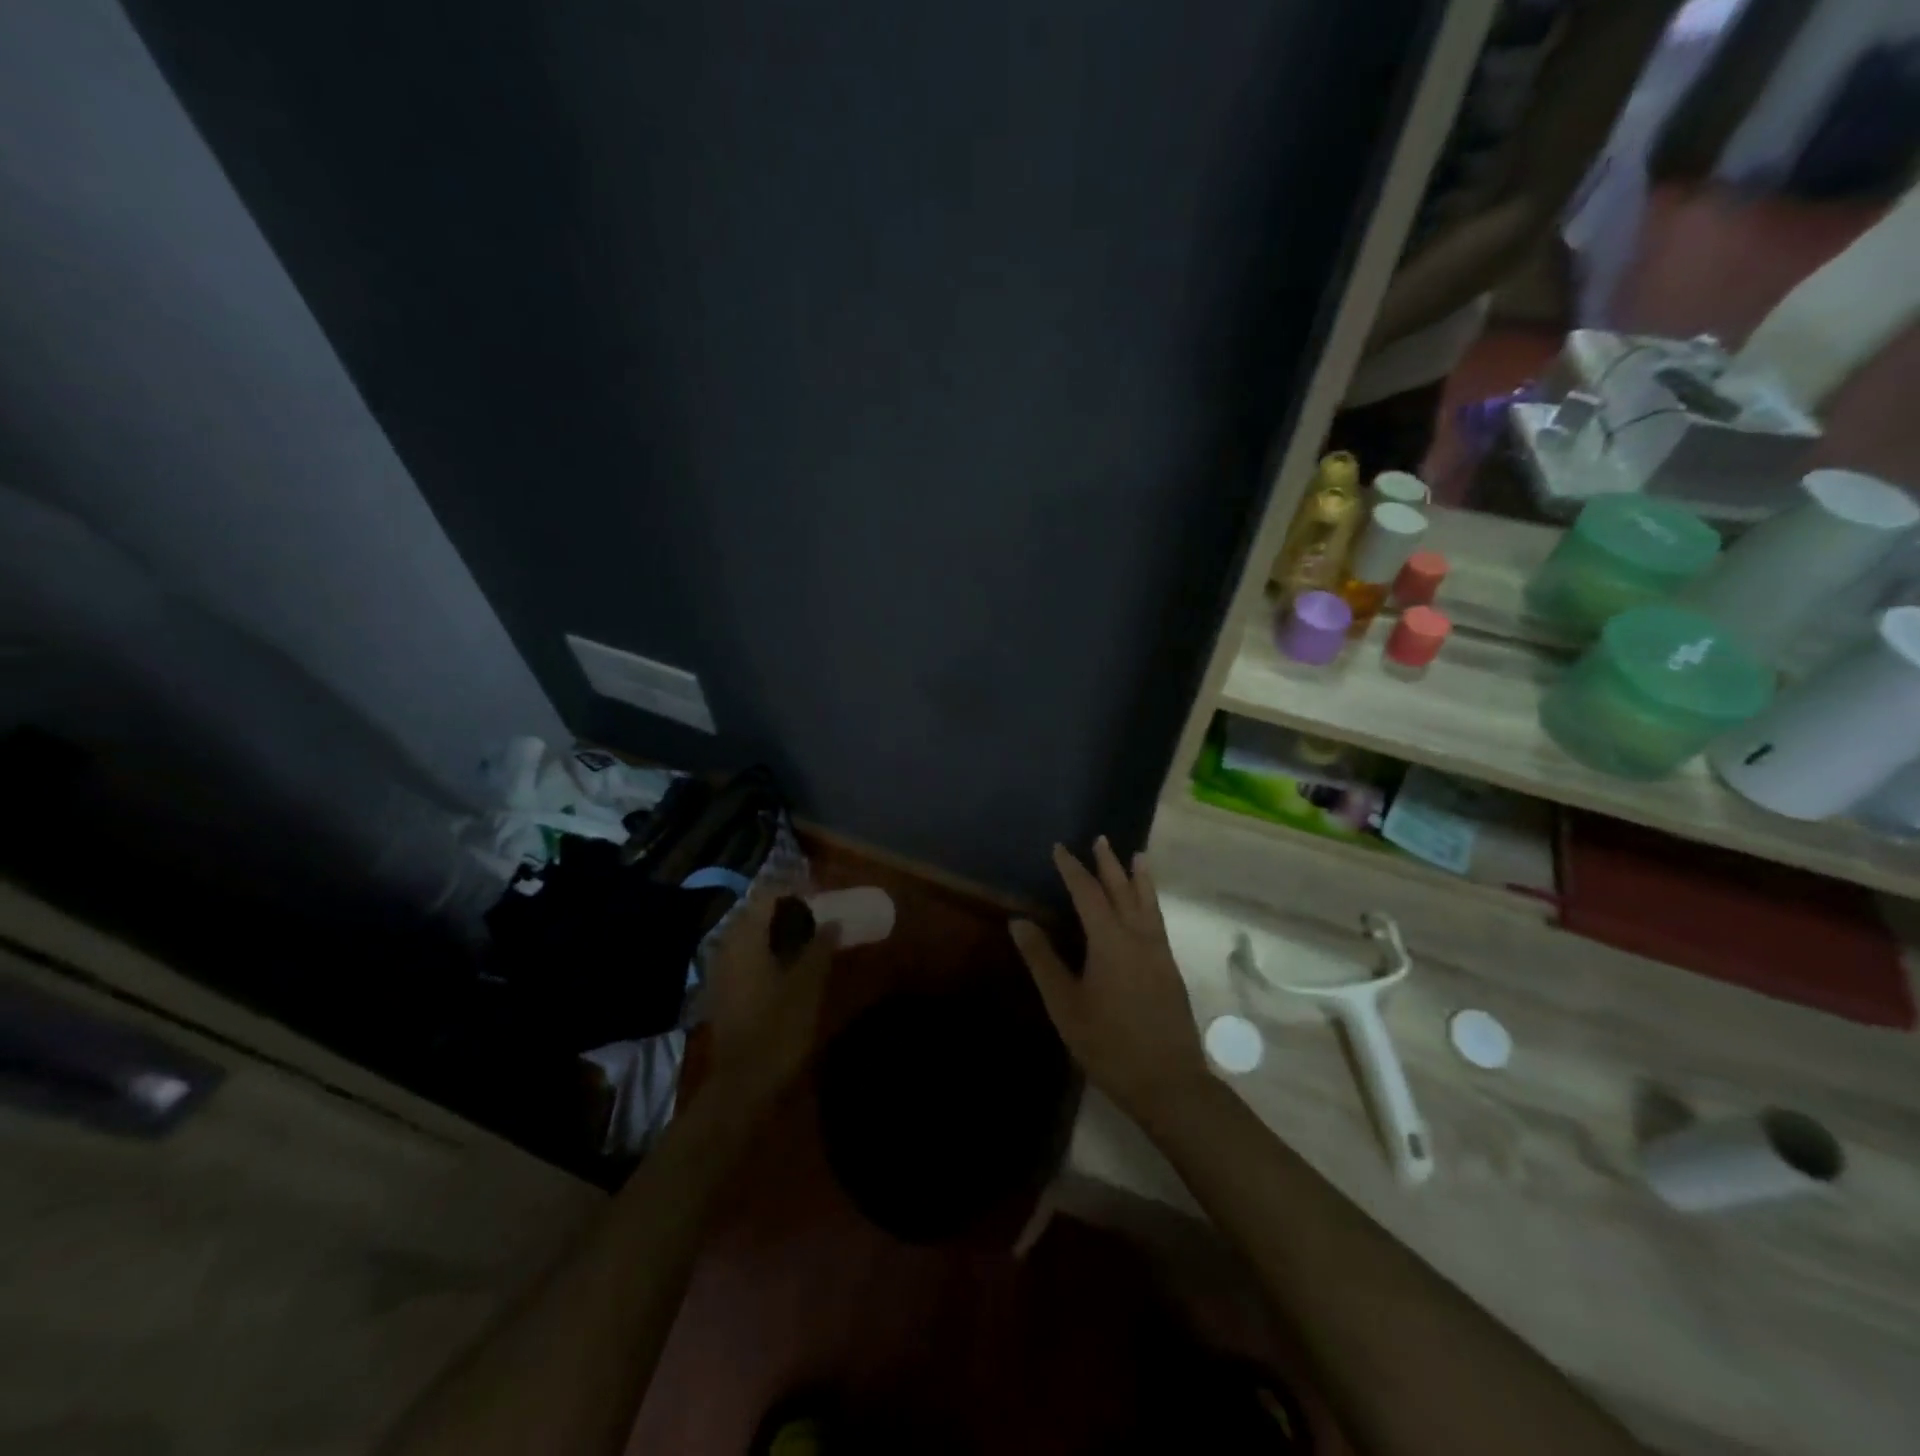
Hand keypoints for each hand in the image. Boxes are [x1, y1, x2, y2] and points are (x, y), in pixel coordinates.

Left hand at [701, 892, 838, 1113]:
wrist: (742, 1084)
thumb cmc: (778, 1028)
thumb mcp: (808, 985)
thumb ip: (820, 947)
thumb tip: (831, 921)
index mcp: (746, 938)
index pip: (768, 895)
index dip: (796, 890)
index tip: (822, 895)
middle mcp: (727, 947)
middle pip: (756, 913)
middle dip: (787, 910)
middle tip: (818, 916)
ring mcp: (721, 970)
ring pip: (750, 936)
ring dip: (777, 932)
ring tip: (808, 940)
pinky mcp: (723, 991)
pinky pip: (746, 956)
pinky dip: (768, 952)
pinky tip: (789, 967)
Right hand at [1009, 840, 1208, 1123]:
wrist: (1168, 1081)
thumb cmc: (1108, 1043)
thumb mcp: (1065, 1004)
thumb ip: (1042, 960)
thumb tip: (1019, 921)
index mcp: (1109, 940)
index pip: (1087, 893)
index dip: (1072, 869)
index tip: (1060, 848)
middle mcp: (1138, 937)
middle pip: (1122, 891)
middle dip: (1108, 864)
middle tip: (1100, 840)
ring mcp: (1159, 953)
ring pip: (1147, 904)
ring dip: (1139, 878)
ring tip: (1138, 856)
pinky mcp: (1170, 969)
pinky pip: (1158, 920)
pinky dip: (1151, 901)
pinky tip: (1148, 908)